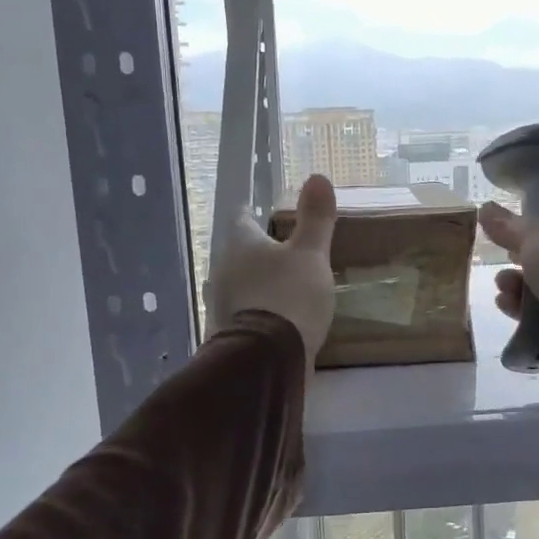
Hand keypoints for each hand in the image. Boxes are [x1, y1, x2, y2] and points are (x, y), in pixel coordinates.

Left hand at [205, 175, 337, 364]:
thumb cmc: (290, 297)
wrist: (266, 361)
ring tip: (282, 286)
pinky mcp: (226, 334)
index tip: (265, 214)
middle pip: (238, 253)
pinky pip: (243, 313)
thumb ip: (315, 218)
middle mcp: (222, 270)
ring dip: (256, 283)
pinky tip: (275, 319)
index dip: (254, 214)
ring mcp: (220, 304)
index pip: (241, 218)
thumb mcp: (311, 254)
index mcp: (240, 244)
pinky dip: (257, 311)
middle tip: (282, 252)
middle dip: (257, 252)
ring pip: (239, 284)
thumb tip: (317, 176)